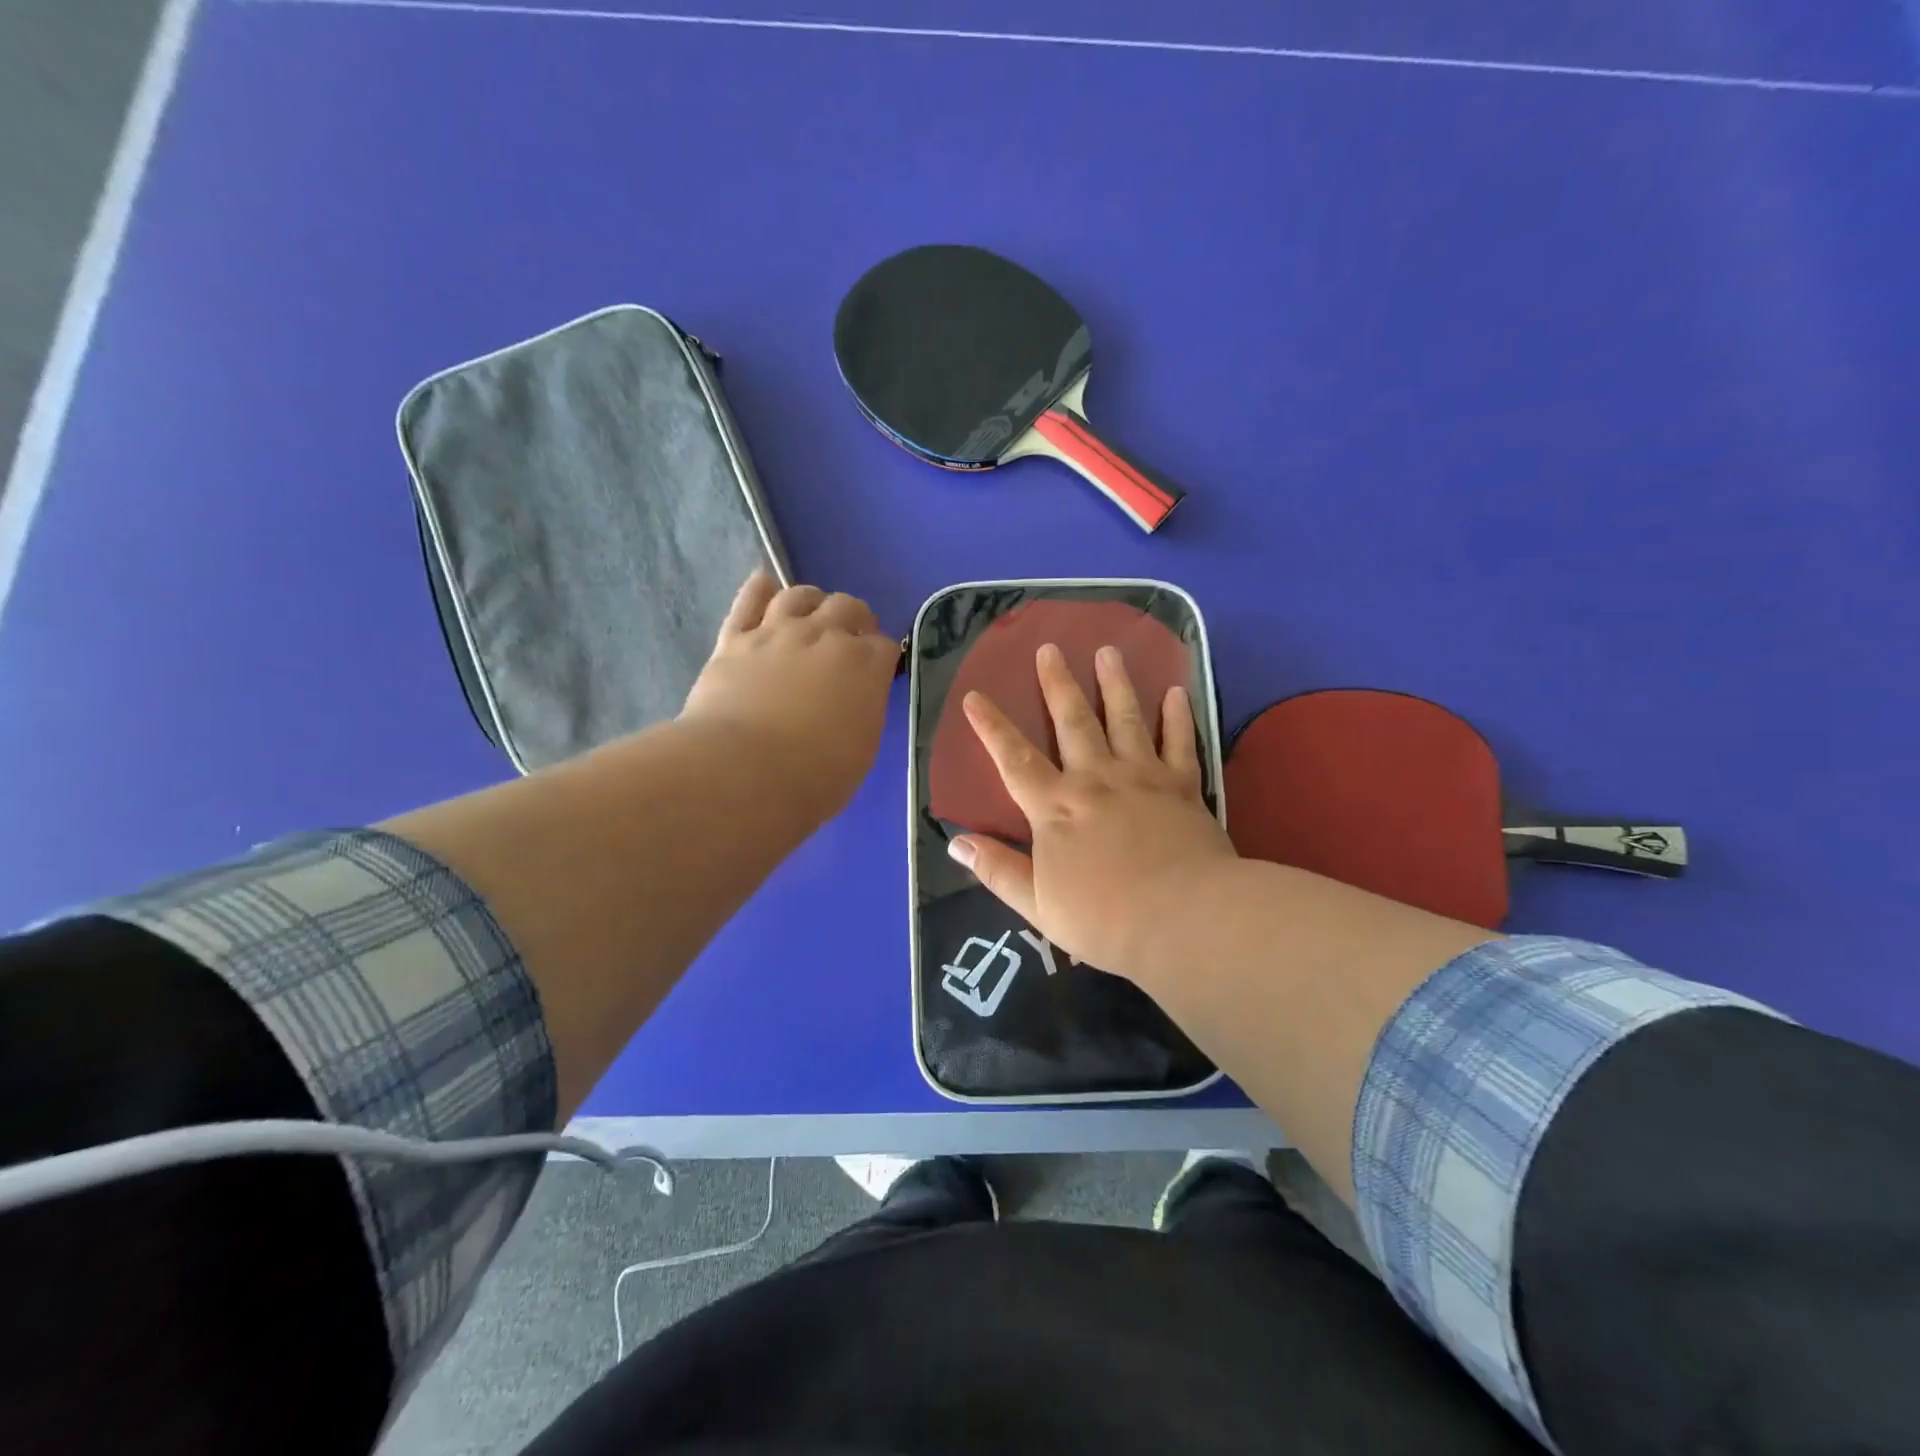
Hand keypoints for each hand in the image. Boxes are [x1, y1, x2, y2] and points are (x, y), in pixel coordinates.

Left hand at [679, 571, 900, 822]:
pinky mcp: (735, 639)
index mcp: (866, 666)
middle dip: (855, 619)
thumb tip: (856, 700)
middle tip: (850, 639)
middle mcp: (826, 637)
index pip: (886, 645)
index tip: (877, 671)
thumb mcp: (861, 750)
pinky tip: (764, 585)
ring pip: (800, 595)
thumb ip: (863, 712)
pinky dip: (758, 589)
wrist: (744, 773)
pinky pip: (748, 601)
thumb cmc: (815, 777)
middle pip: (848, 607)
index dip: (883, 656)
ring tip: (811, 616)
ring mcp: (778, 632)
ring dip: (812, 602)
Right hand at [950, 642, 1237, 983]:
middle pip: (1073, 722)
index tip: (974, 695)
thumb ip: (997, 869)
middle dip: (1057, 684)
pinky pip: (1180, 741)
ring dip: (1115, 683)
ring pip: (1126, 719)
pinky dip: (1178, 715)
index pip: (1014, 759)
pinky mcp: (1182, 786)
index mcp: (1055, 808)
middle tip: (1049, 648)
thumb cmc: (1105, 919)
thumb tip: (956, 841)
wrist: (1183, 920)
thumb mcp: (1037, 904)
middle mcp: (1095, 780)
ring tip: (1108, 651)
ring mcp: (1142, 777)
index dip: (991, 728)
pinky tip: (1176, 690)